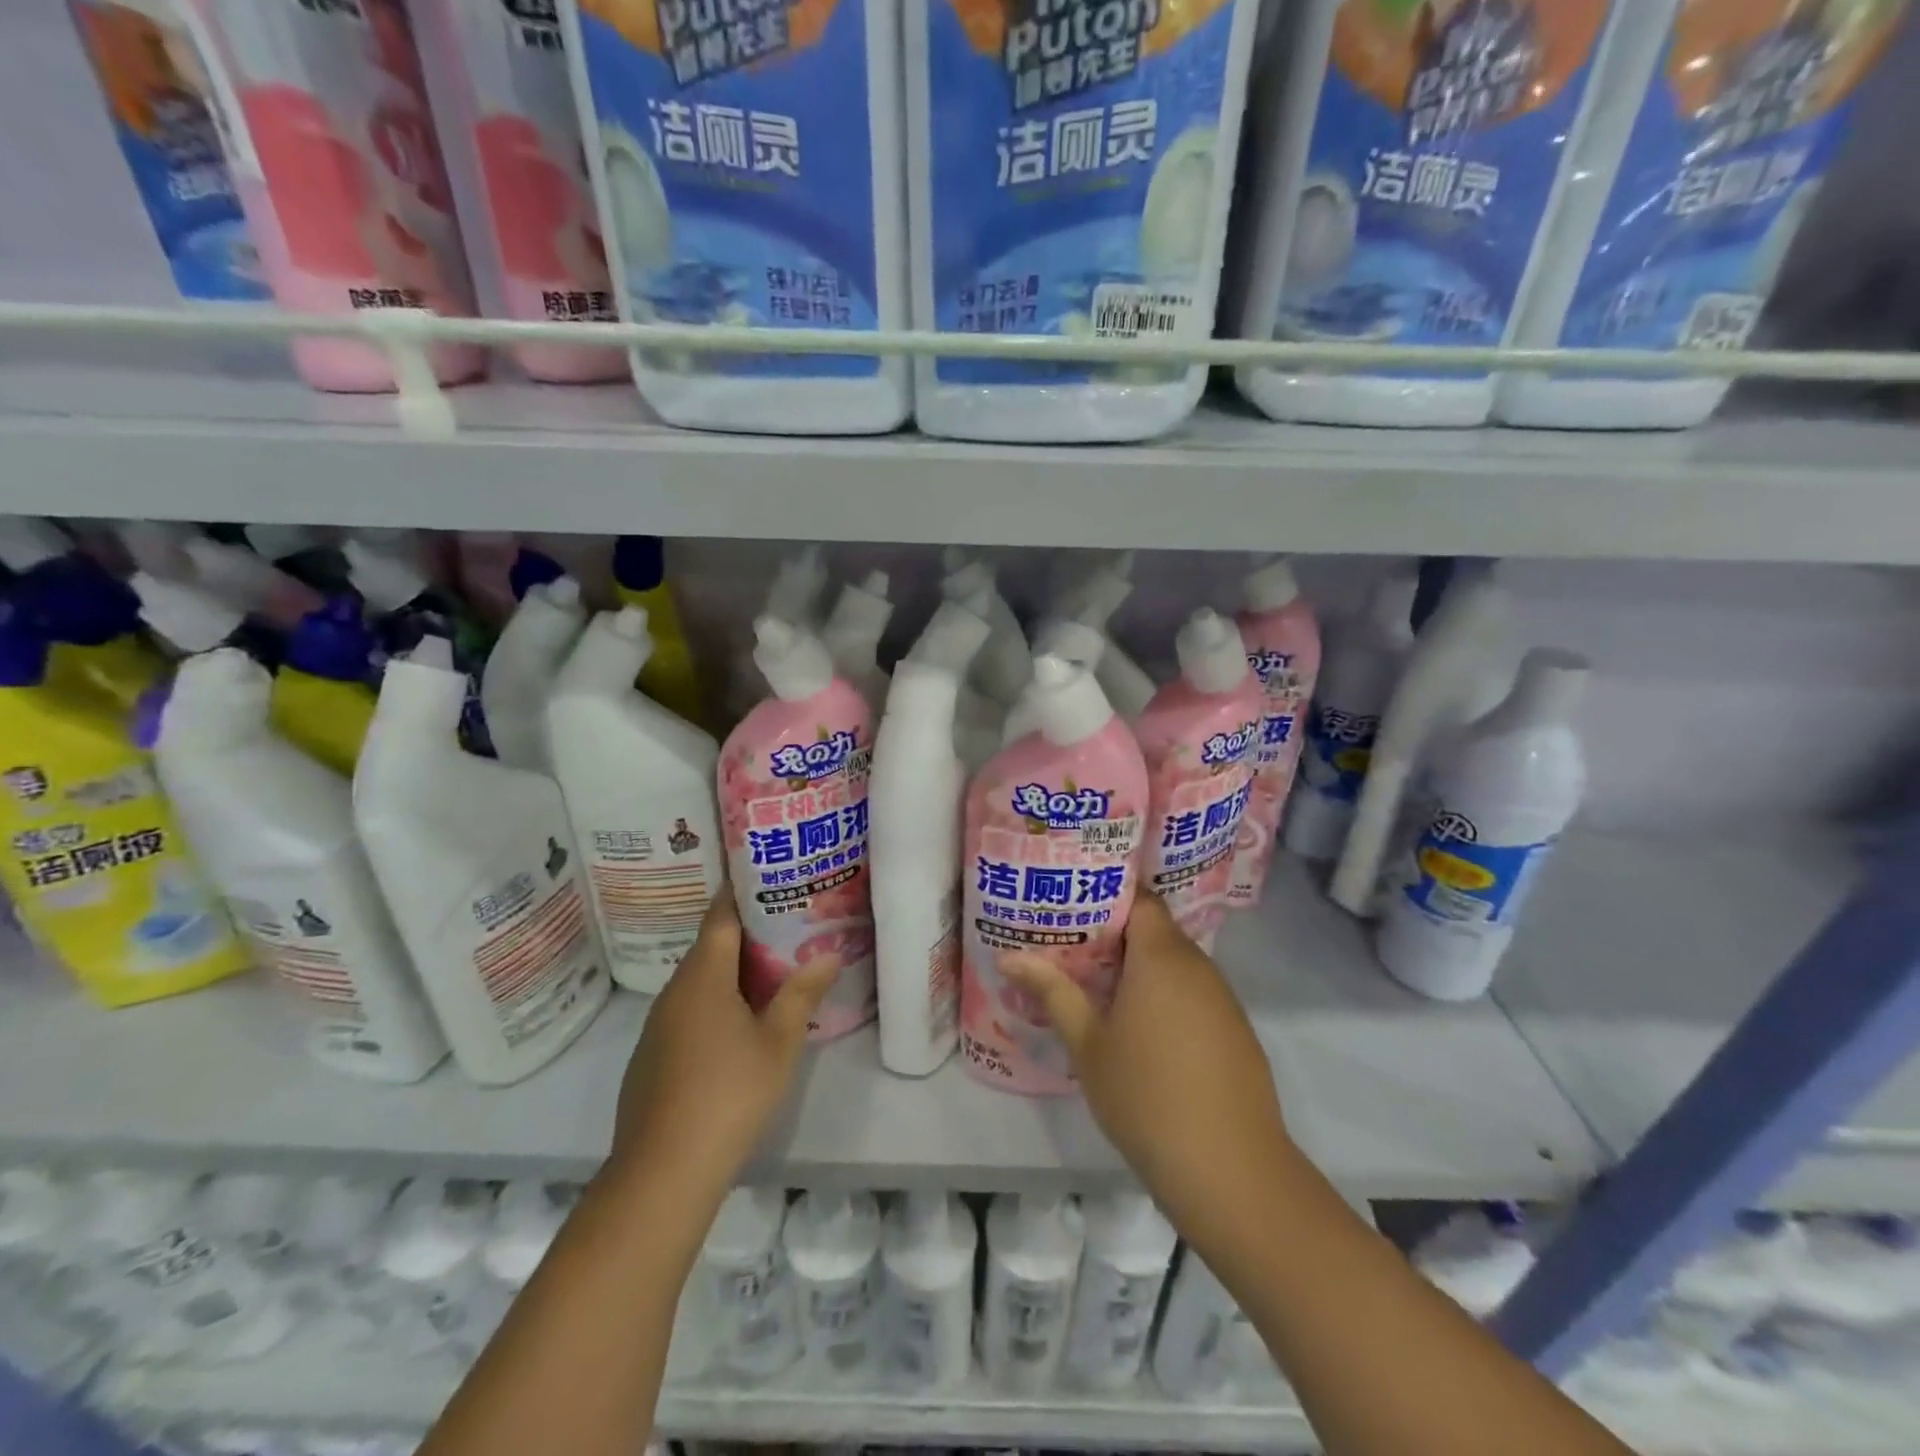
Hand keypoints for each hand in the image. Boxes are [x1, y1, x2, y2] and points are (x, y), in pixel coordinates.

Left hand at [608, 889, 833, 1201]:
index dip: (742, 891)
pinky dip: (716, 1003)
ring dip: (732, 972)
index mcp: (703, 976)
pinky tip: (740, 1024)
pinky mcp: (653, 1056)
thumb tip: (828, 953)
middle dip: (747, 933)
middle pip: (711, 947)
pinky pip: (689, 1011)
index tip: (767, 873)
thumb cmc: (729, 1093)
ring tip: (773, 969)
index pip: (721, 916)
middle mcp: (675, 991)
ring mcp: (659, 1025)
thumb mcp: (778, 1041)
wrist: (663, 1171)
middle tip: (788, 923)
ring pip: (700, 982)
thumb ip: (801, 993)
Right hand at [1000, 893, 1299, 1231]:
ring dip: (1141, 968)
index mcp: (1161, 956)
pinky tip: (1141, 1028)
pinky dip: (1166, 996)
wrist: (1230, 1171)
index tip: (1072, 903)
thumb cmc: (1146, 1097)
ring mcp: (1222, 998)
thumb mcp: (1088, 1044)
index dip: (1107, 895)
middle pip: (1155, 930)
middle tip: (1071, 946)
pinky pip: (1194, 993)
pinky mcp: (1235, 1030)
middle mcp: (1198, 965)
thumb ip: (1053, 992)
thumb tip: (1008, 956)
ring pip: (1175, 964)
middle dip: (1115, 934)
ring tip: (1097, 983)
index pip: (1140, 898)